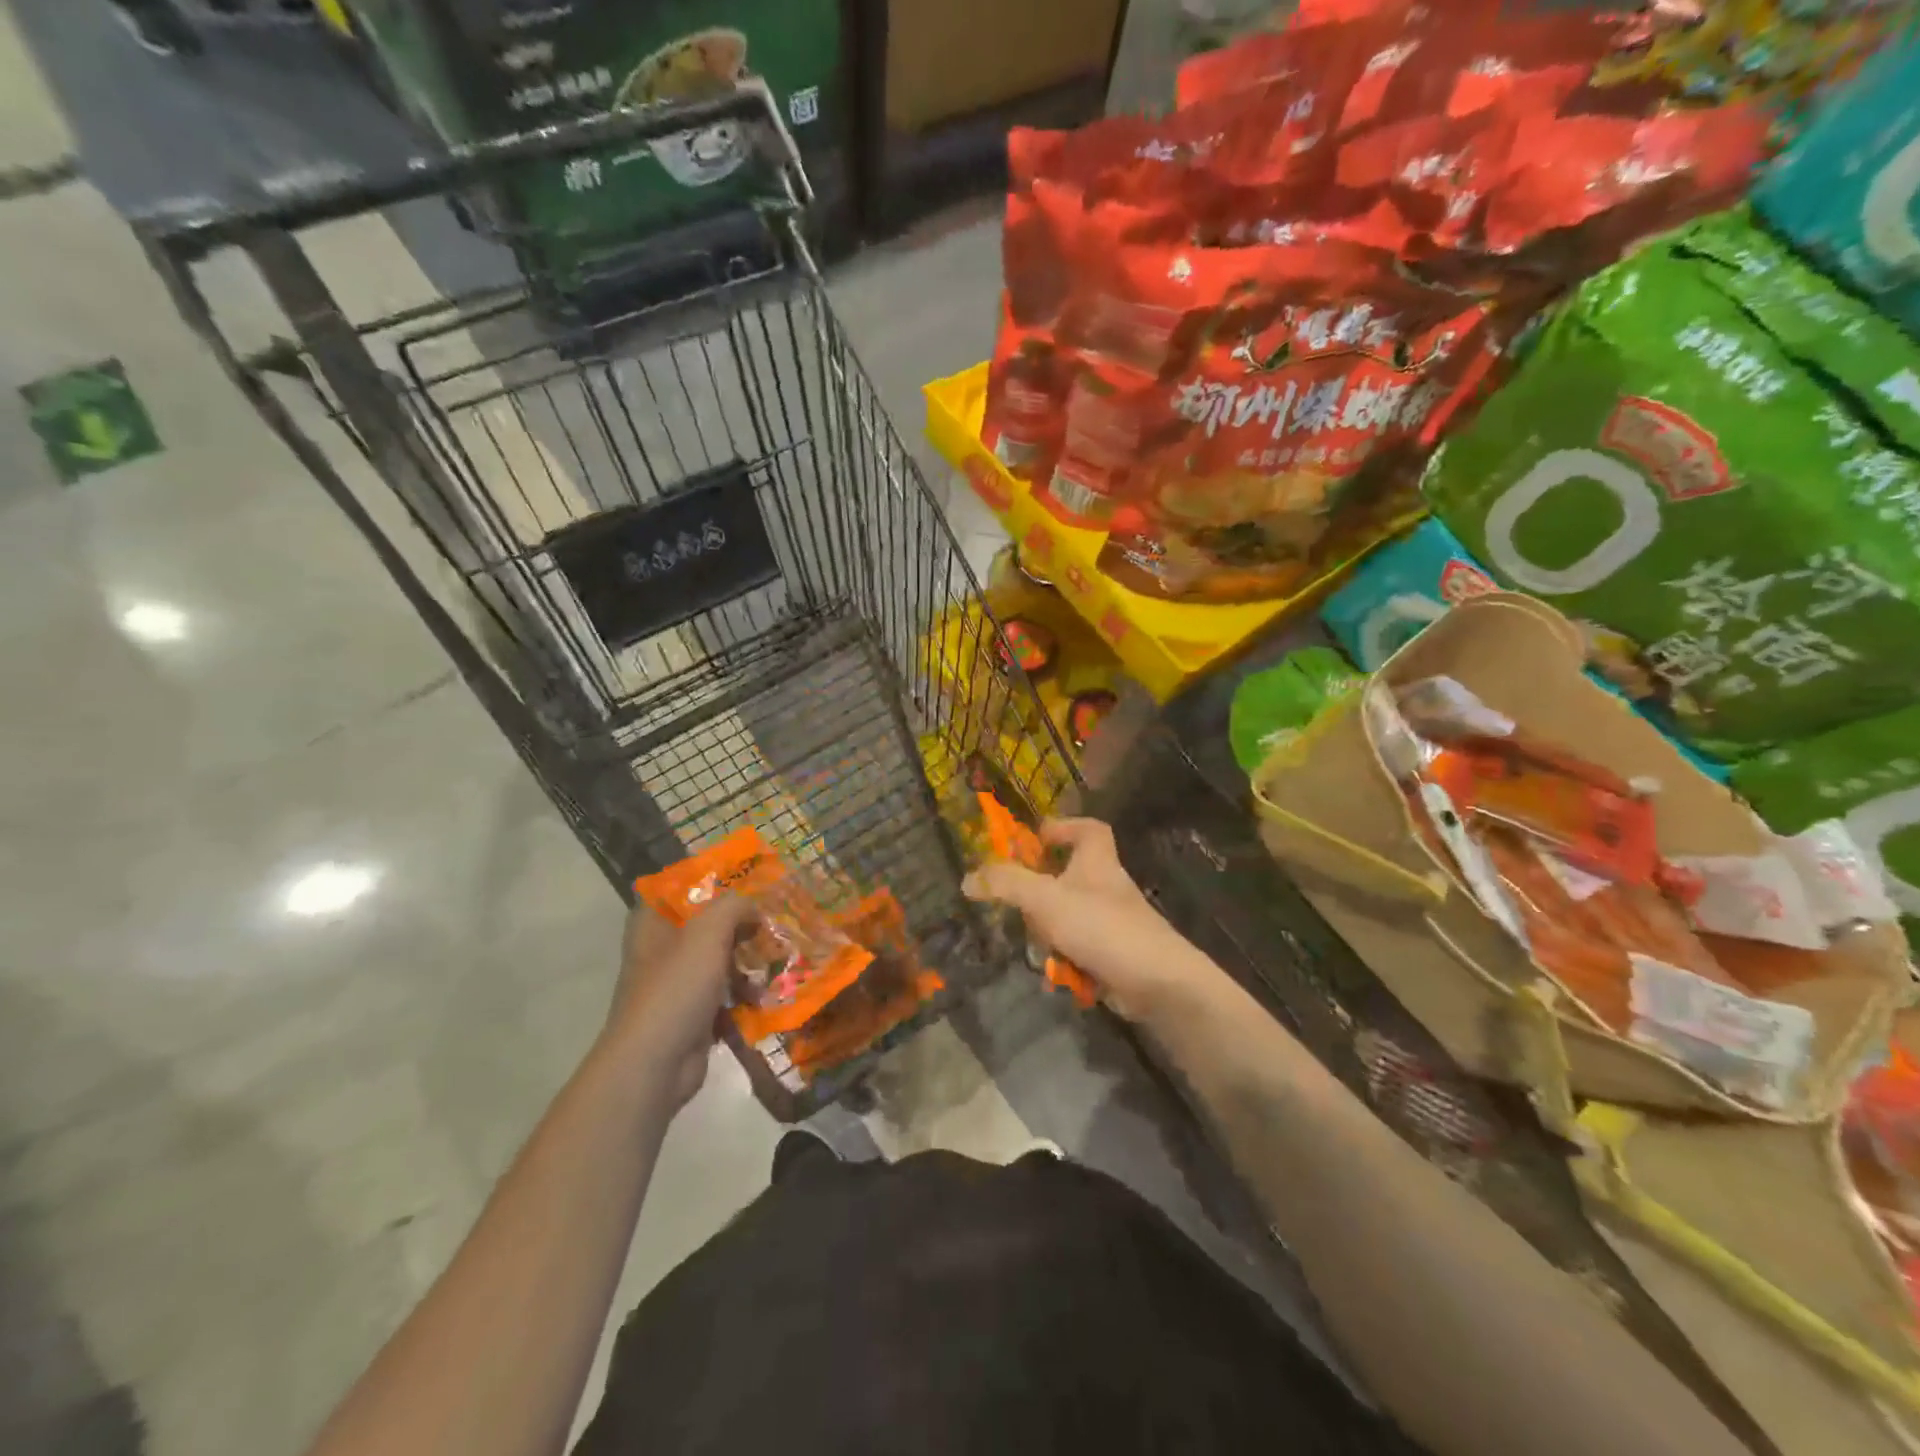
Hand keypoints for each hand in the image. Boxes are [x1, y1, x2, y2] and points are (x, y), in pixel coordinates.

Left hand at [607, 897, 757, 1108]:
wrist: (655, 1064)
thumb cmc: (676, 987)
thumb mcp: (708, 932)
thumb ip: (734, 907)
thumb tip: (754, 909)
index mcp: (652, 924)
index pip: (680, 889)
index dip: (712, 882)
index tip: (747, 882)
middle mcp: (661, 950)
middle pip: (707, 925)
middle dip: (742, 925)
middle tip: (773, 922)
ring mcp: (676, 985)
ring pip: (720, 960)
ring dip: (748, 962)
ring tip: (779, 959)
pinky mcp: (692, 1015)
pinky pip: (725, 995)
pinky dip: (745, 994)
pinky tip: (768, 994)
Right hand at [962, 817, 1220, 1023]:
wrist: (1157, 982)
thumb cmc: (1102, 926)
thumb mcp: (1046, 899)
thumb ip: (1006, 884)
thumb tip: (968, 878)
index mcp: (1096, 861)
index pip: (1088, 829)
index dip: (1062, 828)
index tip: (1035, 840)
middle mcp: (1105, 886)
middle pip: (1068, 877)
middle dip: (1039, 894)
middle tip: (1018, 904)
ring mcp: (1110, 921)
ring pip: (1067, 917)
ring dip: (1048, 933)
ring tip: (1040, 948)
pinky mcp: (1112, 953)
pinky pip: (1077, 949)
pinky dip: (1064, 960)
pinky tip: (1056, 975)